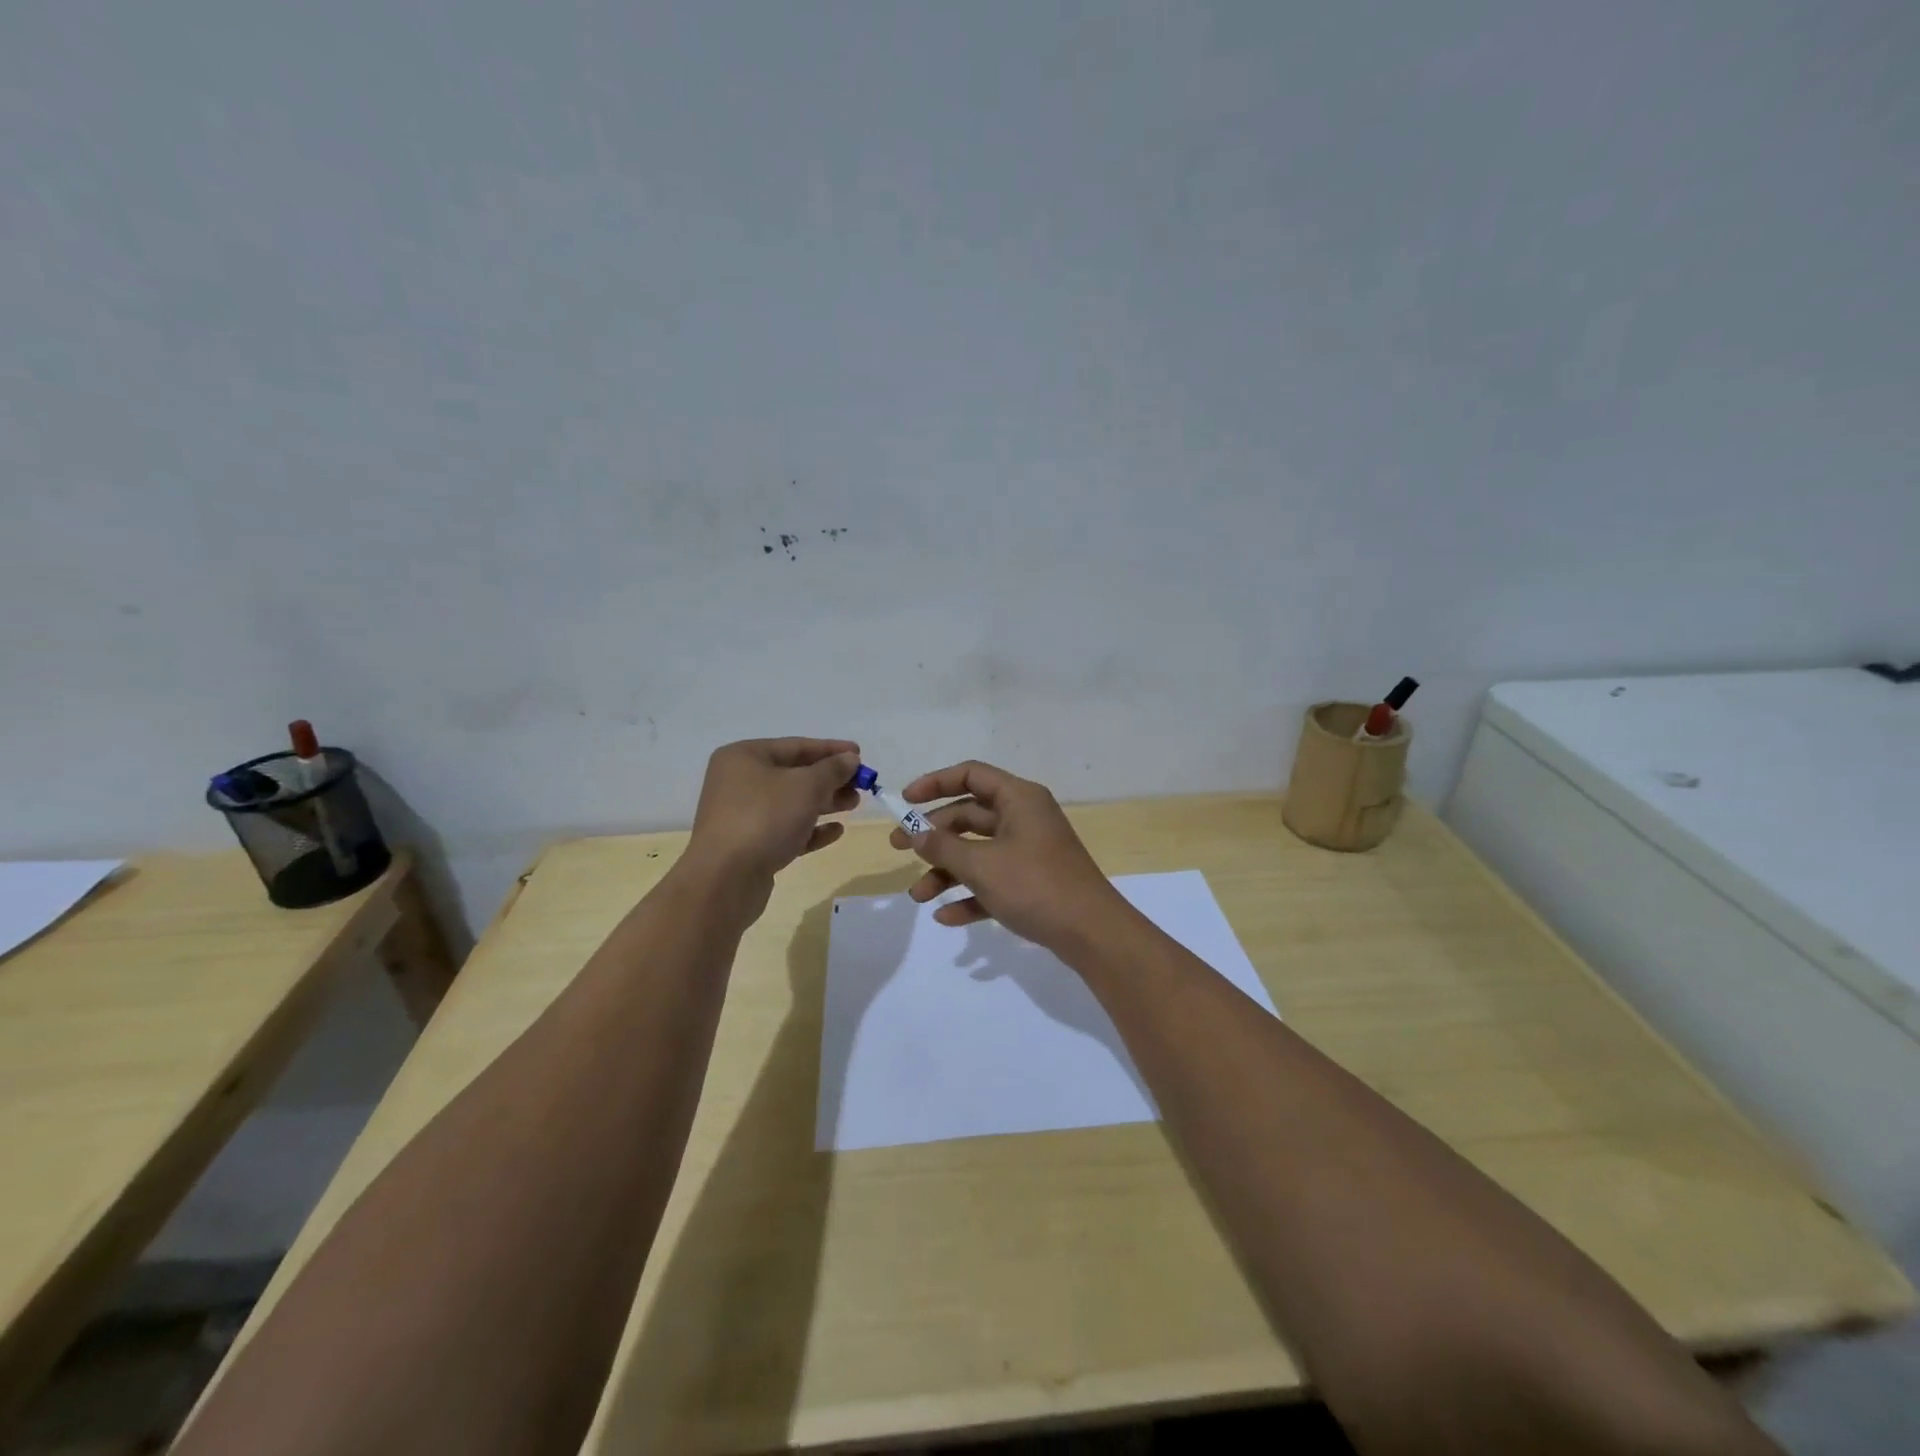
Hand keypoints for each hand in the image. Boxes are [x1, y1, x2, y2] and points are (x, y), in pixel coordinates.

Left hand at [686, 738, 861, 884]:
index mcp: (744, 757)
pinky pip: (785, 830)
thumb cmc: (765, 818)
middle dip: (830, 779)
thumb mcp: (806, 786)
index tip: (860, 754)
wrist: (725, 879)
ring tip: (854, 804)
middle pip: (793, 774)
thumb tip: (850, 758)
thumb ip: (832, 769)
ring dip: (824, 802)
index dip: (830, 749)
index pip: (795, 746)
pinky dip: (810, 829)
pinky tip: (836, 831)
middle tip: (861, 784)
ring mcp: (742, 815)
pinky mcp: (750, 845)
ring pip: (791, 803)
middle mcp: (739, 782)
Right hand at [889, 760, 1125, 951]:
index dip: (935, 783)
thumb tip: (916, 833)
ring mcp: (1030, 851)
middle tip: (898, 850)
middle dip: (933, 835)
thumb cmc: (1034, 885)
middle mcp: (1024, 818)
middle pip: (970, 816)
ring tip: (918, 896)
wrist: (1091, 933)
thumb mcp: (981, 864)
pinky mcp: (1034, 883)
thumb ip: (943, 846)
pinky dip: (970, 895)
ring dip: (946, 871)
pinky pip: (993, 881)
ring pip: (978, 852)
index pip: (971, 775)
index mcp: (1019, 798)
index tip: (905, 801)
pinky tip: (946, 917)